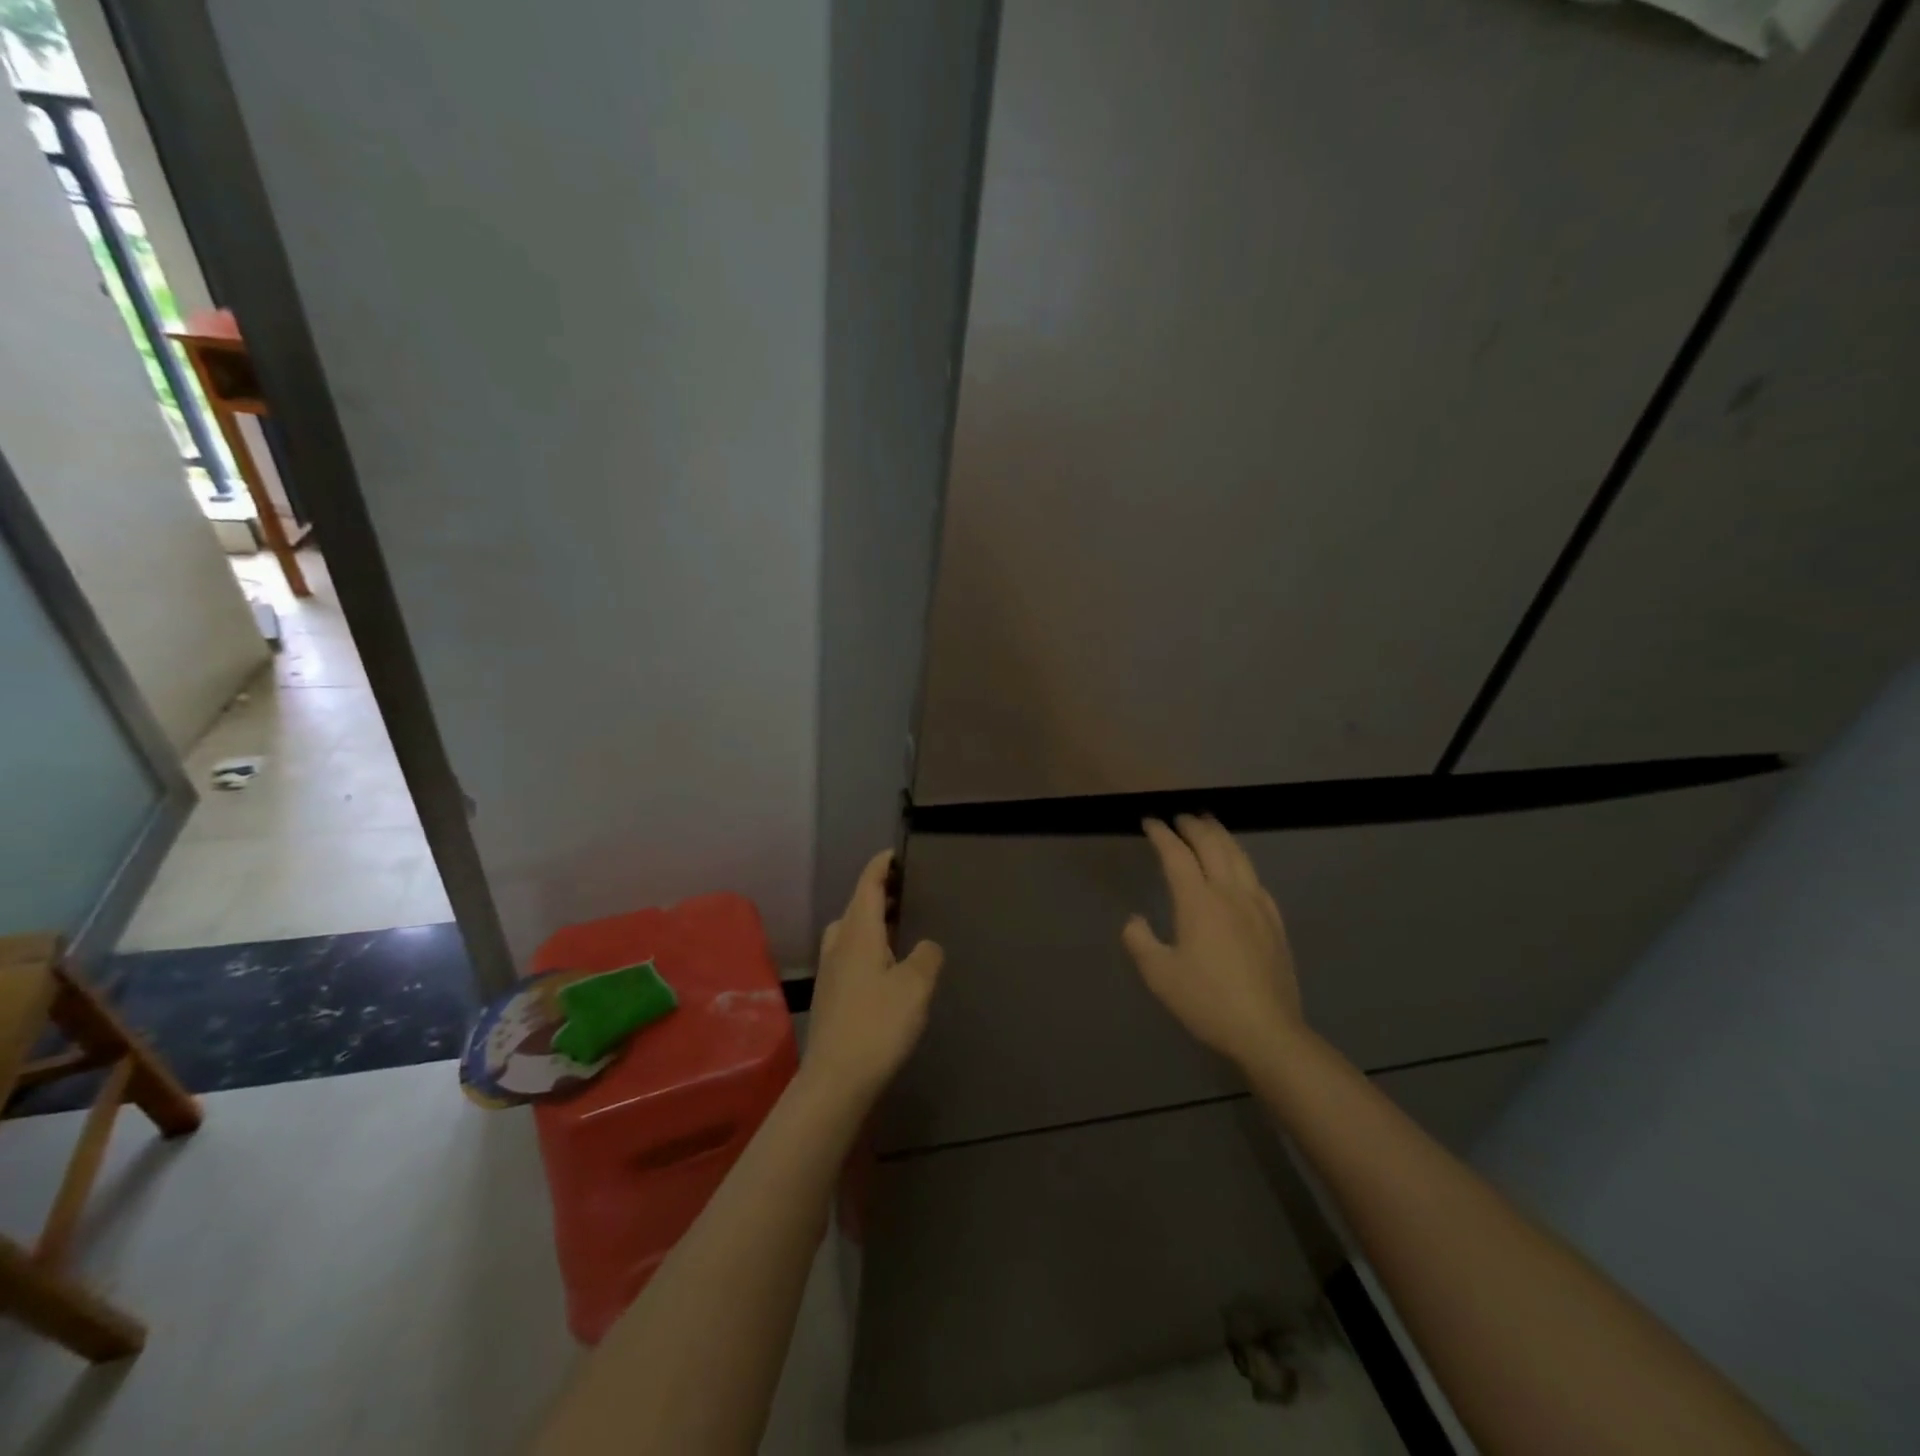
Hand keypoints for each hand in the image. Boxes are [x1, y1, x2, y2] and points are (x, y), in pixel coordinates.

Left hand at [801, 850, 944, 1104]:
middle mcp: (839, 944)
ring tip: (897, 928)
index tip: (894, 853)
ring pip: (849, 932)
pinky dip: (867, 947)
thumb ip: (926, 957)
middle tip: (906, 892)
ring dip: (870, 922)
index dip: (881, 866)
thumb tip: (926, 946)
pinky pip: (849, 955)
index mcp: (858, 932)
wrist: (835, 1080)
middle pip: (856, 906)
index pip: (868, 885)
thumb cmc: (877, 1025)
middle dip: (878, 894)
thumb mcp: (915, 986)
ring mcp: (830, 971)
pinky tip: (885, 968)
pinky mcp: (830, 996)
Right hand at [1123, 815, 1304, 1071]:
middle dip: (1193, 826)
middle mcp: (1229, 893)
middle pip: (1212, 846)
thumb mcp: (1159, 974)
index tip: (1149, 821)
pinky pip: (1256, 878)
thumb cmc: (1207, 1001)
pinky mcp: (1274, 923)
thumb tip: (1135, 920)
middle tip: (1179, 817)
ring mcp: (1257, 906)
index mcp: (1198, 901)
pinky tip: (1240, 868)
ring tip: (1210, 825)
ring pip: (1239, 856)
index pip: (1177, 855)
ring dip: (1221, 835)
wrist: (1267, 1031)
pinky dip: (1242, 861)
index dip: (1161, 834)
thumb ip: (1140, 941)